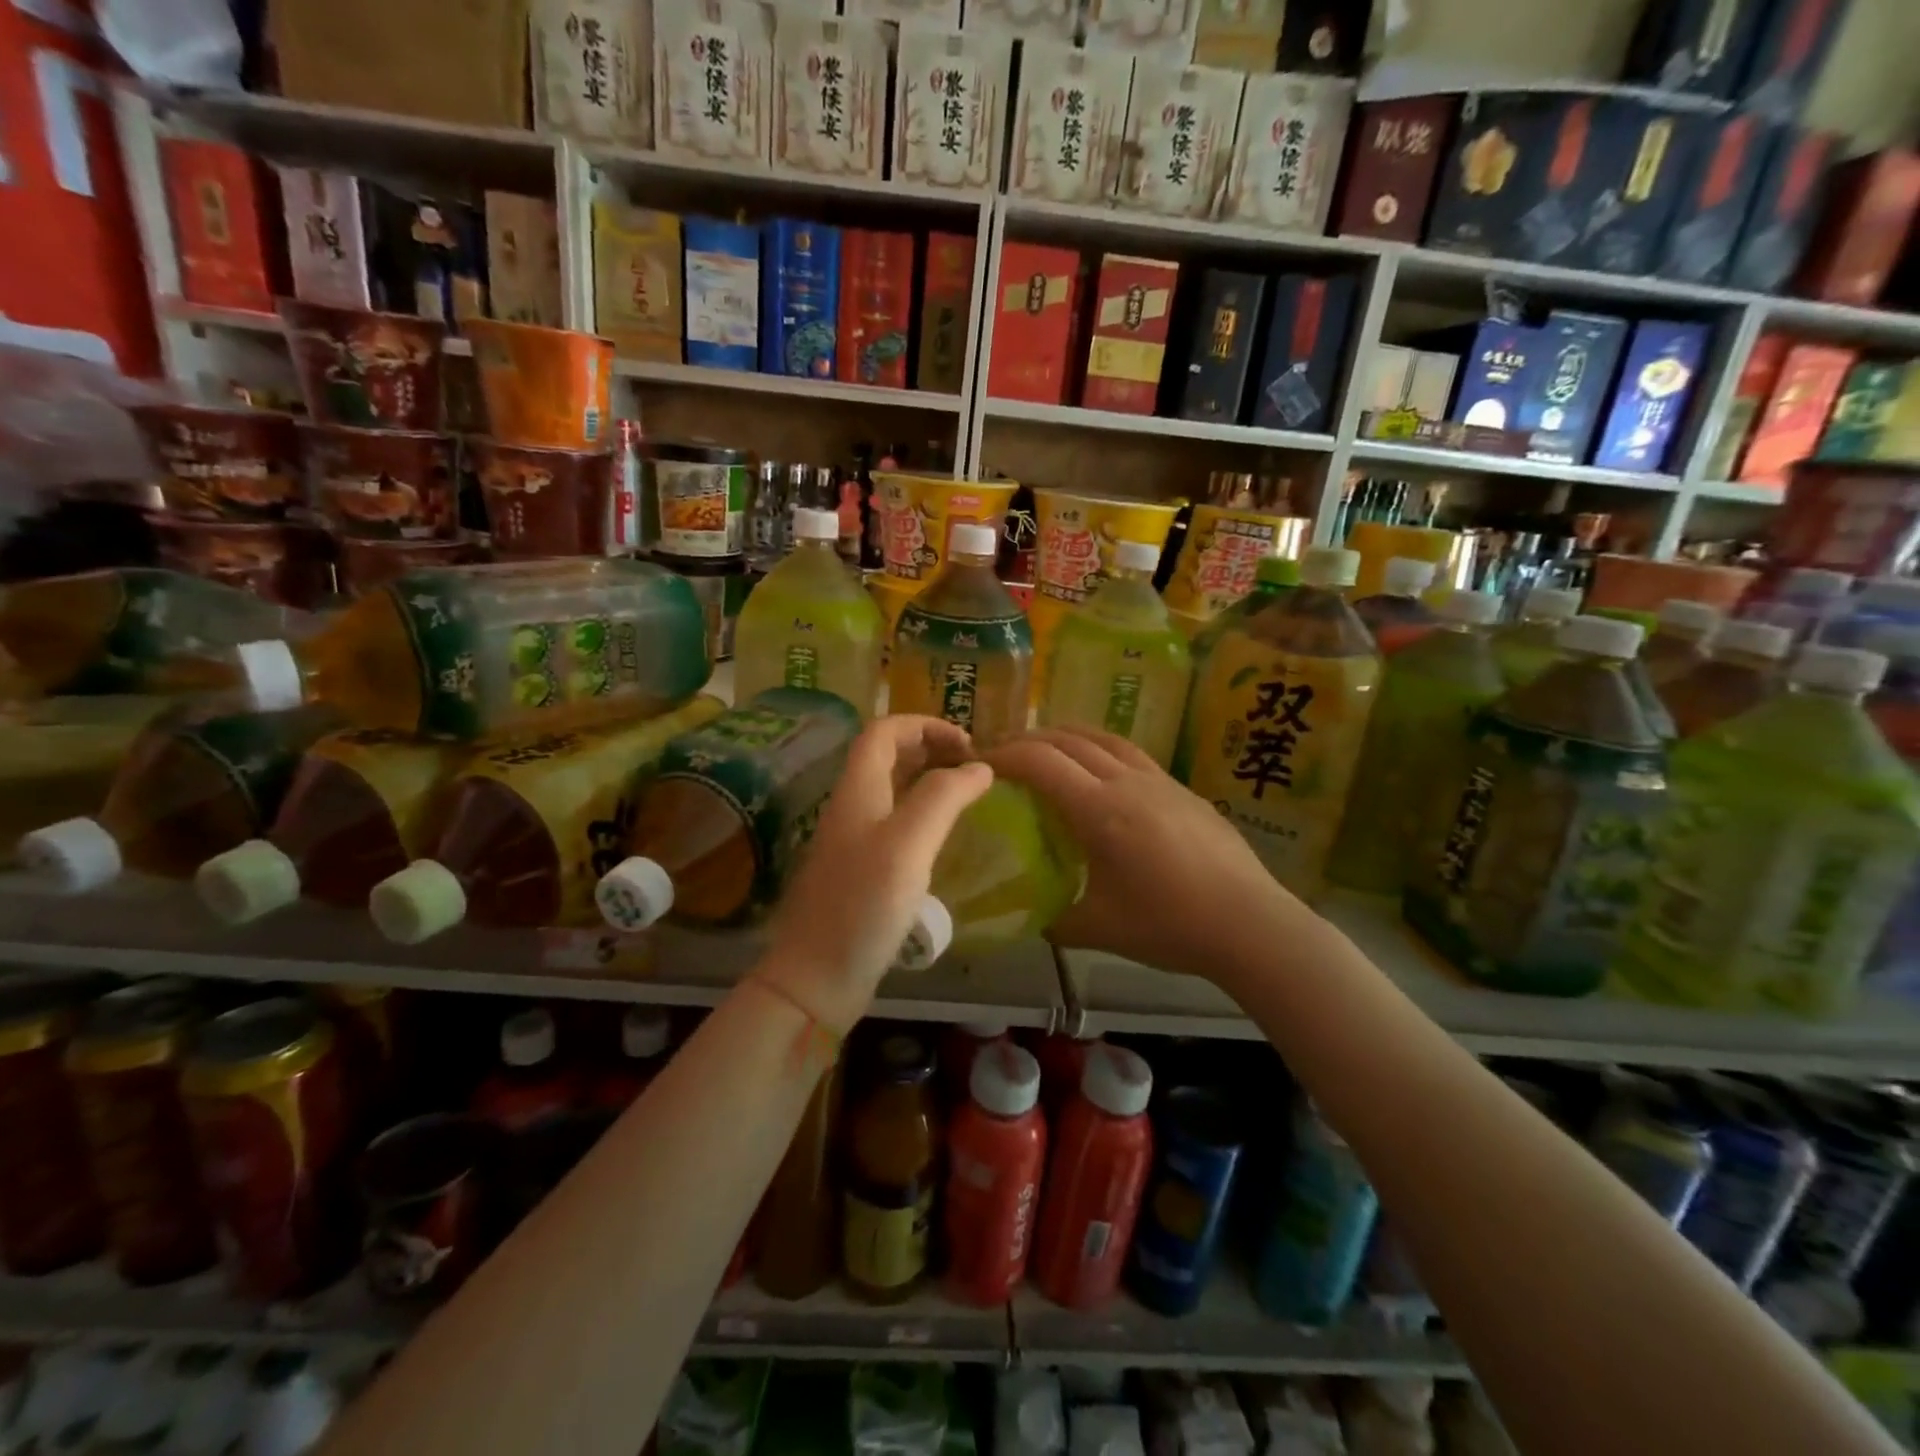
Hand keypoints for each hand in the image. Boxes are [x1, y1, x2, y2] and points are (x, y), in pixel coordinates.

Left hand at [759, 715, 993, 1033]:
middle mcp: (852, 807)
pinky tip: (946, 836)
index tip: (968, 744)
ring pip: (892, 790)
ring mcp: (854, 841)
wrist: (817, 978)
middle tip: (974, 766)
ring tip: (968, 794)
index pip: (884, 731)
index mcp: (857, 790)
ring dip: (929, 780)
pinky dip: (923, 815)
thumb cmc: (862, 905)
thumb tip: (980, 767)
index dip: (925, 724)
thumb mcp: (907, 843)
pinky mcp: (862, 871)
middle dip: (931, 748)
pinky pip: (895, 824)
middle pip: (887, 756)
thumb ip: (943, 797)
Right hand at [986, 727, 1303, 982]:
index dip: (1005, 756)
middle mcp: (1127, 782)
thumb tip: (1029, 915)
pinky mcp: (1183, 789)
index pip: (1040, 762)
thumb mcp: (1098, 928)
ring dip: (1066, 735)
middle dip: (1029, 739)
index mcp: (1100, 810)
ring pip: (1104, 737)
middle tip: (1004, 754)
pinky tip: (1101, 774)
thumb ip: (1053, 919)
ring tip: (1046, 747)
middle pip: (1068, 739)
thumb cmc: (1169, 925)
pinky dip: (1100, 749)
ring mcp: (1160, 780)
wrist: (1250, 923)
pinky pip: (1131, 753)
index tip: (980, 764)